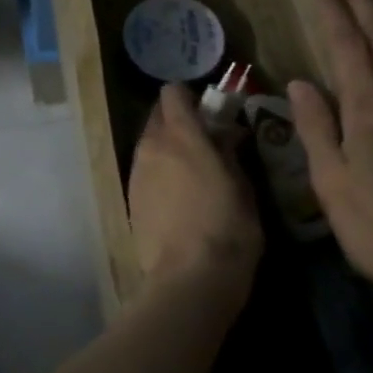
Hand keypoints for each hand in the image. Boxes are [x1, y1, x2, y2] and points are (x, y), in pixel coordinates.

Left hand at [127, 84, 262, 306]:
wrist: (188, 279)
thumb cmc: (227, 230)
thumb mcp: (243, 188)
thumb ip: (230, 153)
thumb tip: (226, 133)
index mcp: (182, 136)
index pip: (173, 93)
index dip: (189, 97)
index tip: (208, 111)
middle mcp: (152, 145)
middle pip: (157, 116)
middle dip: (177, 120)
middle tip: (202, 140)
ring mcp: (137, 171)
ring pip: (149, 142)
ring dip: (166, 146)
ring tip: (191, 170)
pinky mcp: (130, 196)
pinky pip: (144, 169)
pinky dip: (158, 170)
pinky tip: (176, 195)